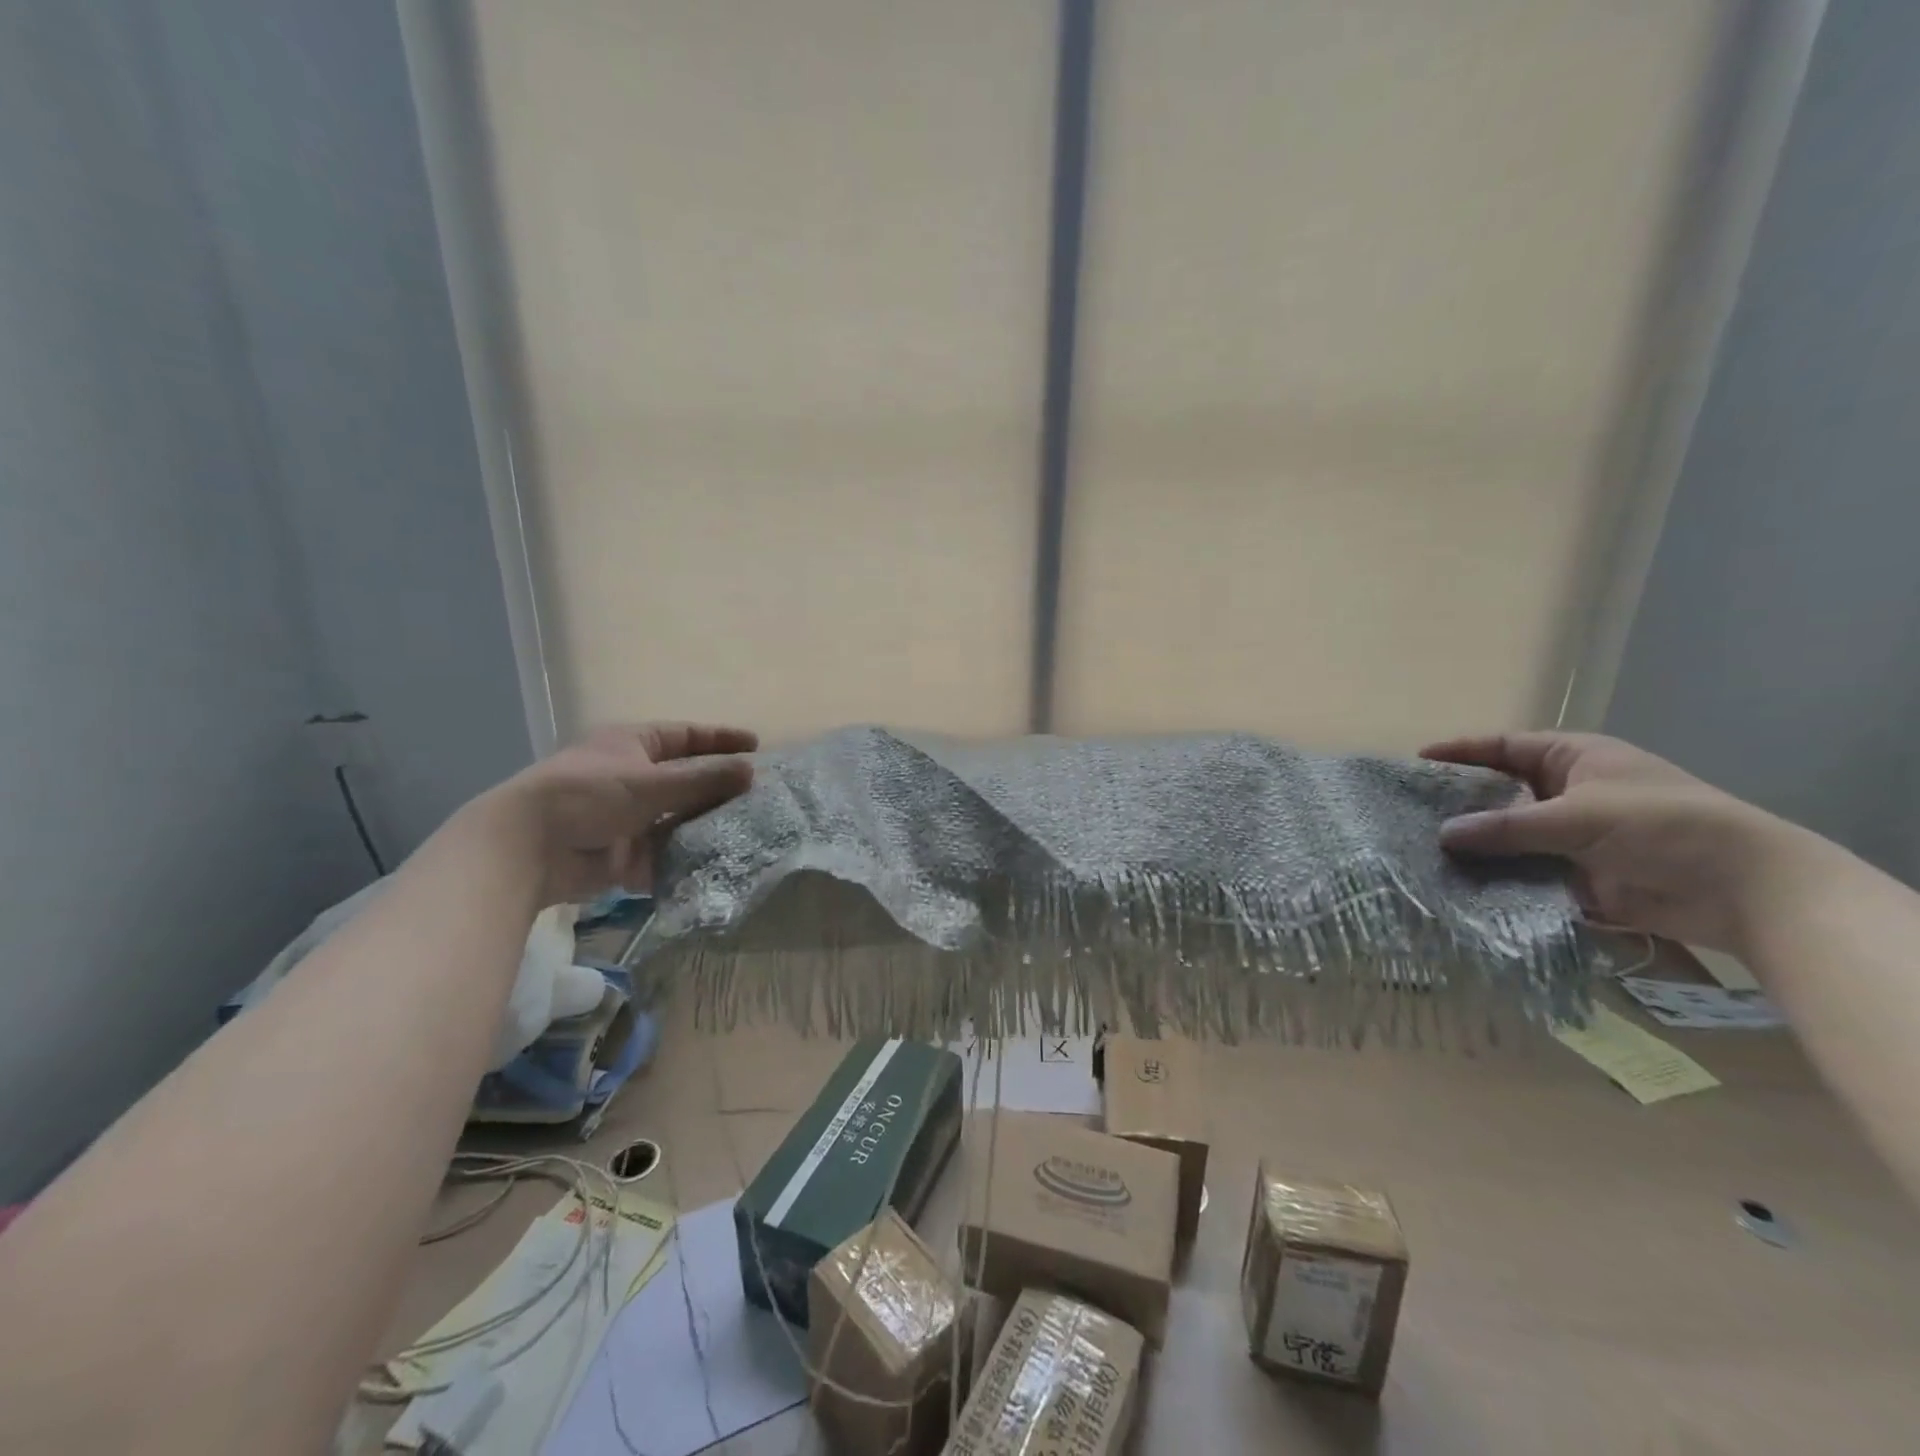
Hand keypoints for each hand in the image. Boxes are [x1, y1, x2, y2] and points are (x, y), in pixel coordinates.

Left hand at [480, 722, 757, 905]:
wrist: (529, 847)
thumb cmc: (589, 796)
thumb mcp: (653, 782)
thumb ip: (704, 779)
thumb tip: (752, 771)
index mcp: (632, 745)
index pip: (685, 736)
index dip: (719, 739)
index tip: (755, 746)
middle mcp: (630, 777)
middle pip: (683, 779)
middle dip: (717, 787)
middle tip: (757, 795)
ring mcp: (624, 816)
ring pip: (675, 817)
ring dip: (704, 824)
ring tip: (745, 830)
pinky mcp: (620, 853)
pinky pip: (661, 852)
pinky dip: (684, 856)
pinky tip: (714, 860)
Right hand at [1421, 731, 1800, 952]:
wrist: (1743, 890)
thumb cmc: (1663, 826)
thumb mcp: (1578, 816)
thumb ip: (1507, 827)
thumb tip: (1443, 834)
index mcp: (1574, 759)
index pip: (1505, 747)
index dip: (1462, 751)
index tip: (1417, 761)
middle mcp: (1569, 792)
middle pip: (1500, 792)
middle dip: (1460, 803)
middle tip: (1411, 812)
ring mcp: (1573, 836)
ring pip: (1509, 836)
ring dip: (1476, 846)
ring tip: (1424, 851)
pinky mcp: (1578, 876)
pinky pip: (1525, 872)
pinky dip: (1498, 878)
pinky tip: (1461, 885)